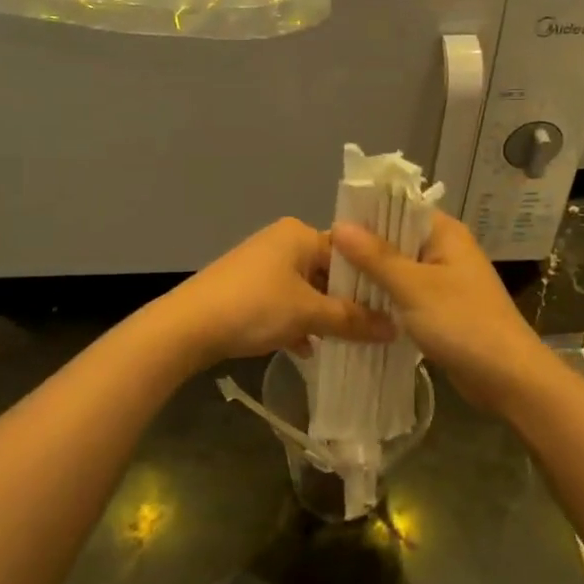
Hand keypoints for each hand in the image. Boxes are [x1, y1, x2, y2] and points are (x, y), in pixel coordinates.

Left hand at [158, 218, 394, 366]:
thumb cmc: (255, 308)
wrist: (187, 327)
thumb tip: (395, 328)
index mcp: (299, 234)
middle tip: (373, 330)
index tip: (391, 309)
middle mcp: (281, 241)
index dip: (370, 282)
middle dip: (346, 303)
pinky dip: (296, 323)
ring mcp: (260, 264)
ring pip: (305, 290)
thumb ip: (353, 320)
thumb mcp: (309, 315)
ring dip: (322, 316)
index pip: (349, 253)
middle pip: (327, 272)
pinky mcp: (245, 288)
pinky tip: (306, 350)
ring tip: (346, 343)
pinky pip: (283, 302)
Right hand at [332, 213, 551, 404]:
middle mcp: (445, 250)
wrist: (508, 377)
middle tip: (323, 263)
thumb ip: (375, 257)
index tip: (328, 231)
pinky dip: (385, 301)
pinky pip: (406, 296)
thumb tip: (338, 225)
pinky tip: (356, 309)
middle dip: (363, 251)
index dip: (365, 216)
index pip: (398, 209)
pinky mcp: (441, 309)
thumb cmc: (462, 322)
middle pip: (395, 240)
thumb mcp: (413, 287)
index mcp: (445, 233)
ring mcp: (444, 281)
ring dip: (372, 279)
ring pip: (398, 271)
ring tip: (330, 284)